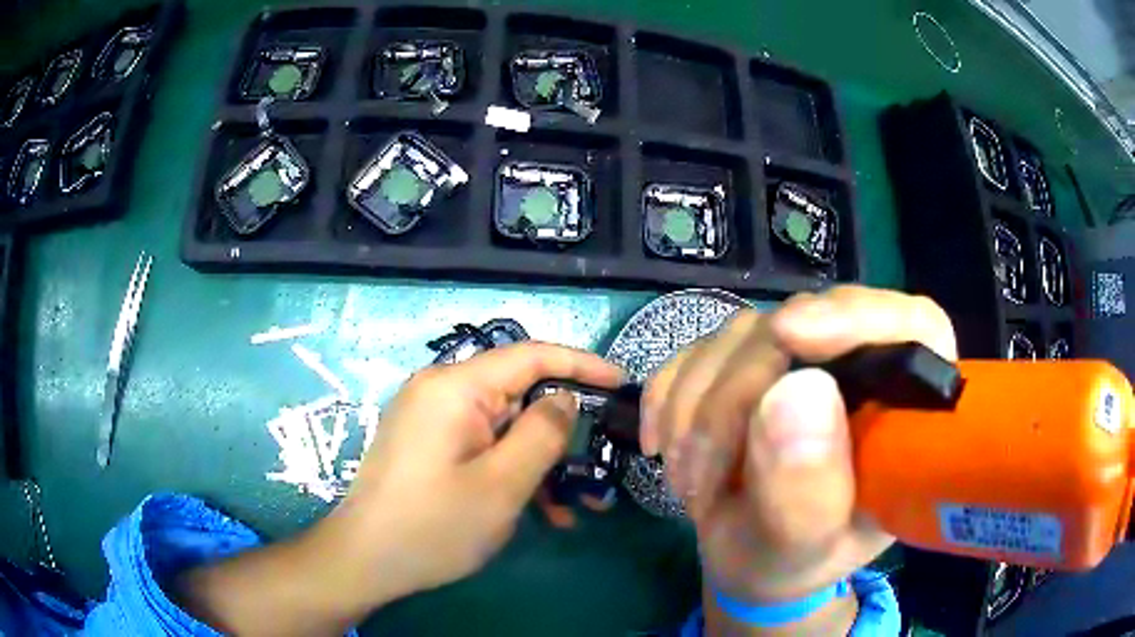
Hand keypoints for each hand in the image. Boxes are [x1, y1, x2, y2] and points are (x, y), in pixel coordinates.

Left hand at [328, 342, 622, 602]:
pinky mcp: (429, 444)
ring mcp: (432, 418)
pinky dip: (510, 472)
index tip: (622, 384)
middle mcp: (441, 391)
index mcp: (455, 387)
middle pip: (518, 395)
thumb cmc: (433, 525)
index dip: (582, 364)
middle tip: (597, 468)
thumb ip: (543, 434)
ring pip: (503, 428)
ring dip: (538, 463)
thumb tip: (564, 398)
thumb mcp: (502, 485)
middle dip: (560, 433)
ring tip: (571, 508)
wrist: (365, 560)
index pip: (531, 356)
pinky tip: (537, 512)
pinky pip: (481, 446)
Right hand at [640, 286, 955, 603]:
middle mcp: (857, 363)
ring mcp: (798, 354)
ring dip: (693, 413)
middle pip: (802, 326)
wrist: (748, 558)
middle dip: (736, 399)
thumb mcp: (805, 547)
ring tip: (690, 484)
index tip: (789, 335)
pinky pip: (694, 351)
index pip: (911, 326)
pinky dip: (667, 400)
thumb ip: (809, 490)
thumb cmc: (794, 561)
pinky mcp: (745, 358)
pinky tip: (665, 449)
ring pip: (737, 337)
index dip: (856, 317)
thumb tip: (796, 393)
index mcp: (904, 407)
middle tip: (699, 477)